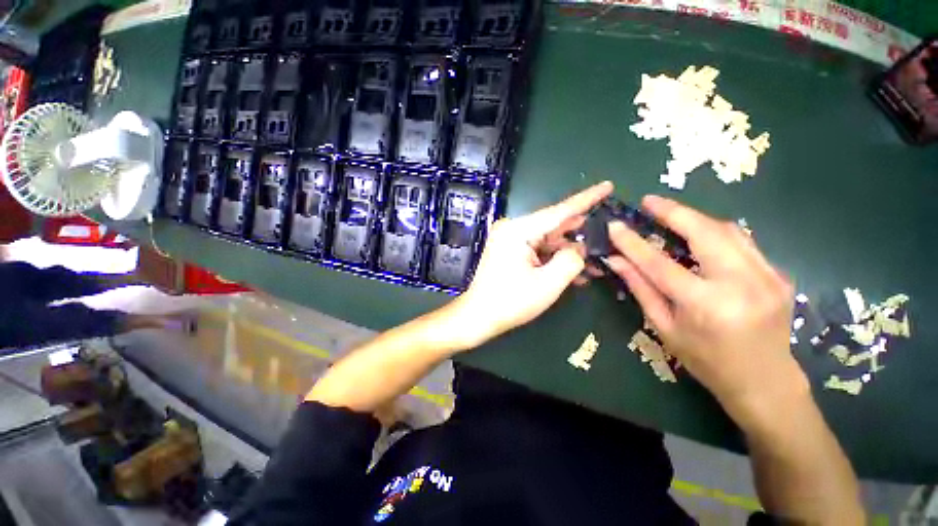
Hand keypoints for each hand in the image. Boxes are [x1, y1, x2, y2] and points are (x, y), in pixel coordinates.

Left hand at [448, 181, 613, 348]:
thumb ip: (571, 260)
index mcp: (518, 230)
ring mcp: (509, 240)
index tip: (607, 186)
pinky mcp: (509, 251)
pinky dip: (554, 259)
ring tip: (595, 262)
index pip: (558, 211)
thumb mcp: (548, 283)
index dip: (586, 199)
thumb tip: (579, 248)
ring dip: (568, 252)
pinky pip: (538, 249)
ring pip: (548, 240)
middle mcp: (512, 229)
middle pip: (554, 226)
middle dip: (580, 234)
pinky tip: (574, 271)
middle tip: (607, 237)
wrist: (478, 316)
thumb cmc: (510, 302)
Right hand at [605, 195, 807, 423]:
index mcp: (706, 304)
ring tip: (670, 214)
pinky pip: (742, 243)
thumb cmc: (706, 361)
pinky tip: (700, 235)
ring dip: (695, 218)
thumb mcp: (665, 327)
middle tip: (649, 202)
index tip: (616, 225)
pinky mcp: (779, 274)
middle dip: (674, 211)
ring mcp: (767, 276)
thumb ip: (641, 288)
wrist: (765, 382)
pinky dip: (716, 233)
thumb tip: (616, 261)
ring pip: (728, 230)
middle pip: (704, 232)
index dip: (633, 242)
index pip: (659, 263)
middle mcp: (741, 284)